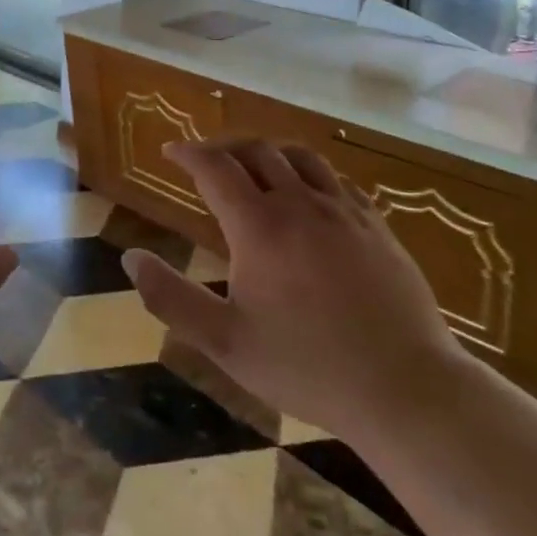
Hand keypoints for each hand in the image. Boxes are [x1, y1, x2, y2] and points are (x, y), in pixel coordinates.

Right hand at [123, 138, 463, 442]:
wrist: (406, 388)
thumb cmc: (308, 367)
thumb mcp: (226, 341)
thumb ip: (172, 298)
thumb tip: (130, 258)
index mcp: (260, 227)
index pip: (215, 168)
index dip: (188, 153)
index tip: (170, 151)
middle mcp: (301, 204)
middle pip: (256, 151)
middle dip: (224, 146)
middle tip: (205, 159)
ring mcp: (344, 212)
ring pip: (300, 157)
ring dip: (267, 152)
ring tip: (252, 166)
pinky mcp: (377, 226)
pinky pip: (336, 180)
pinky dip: (309, 173)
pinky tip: (308, 195)